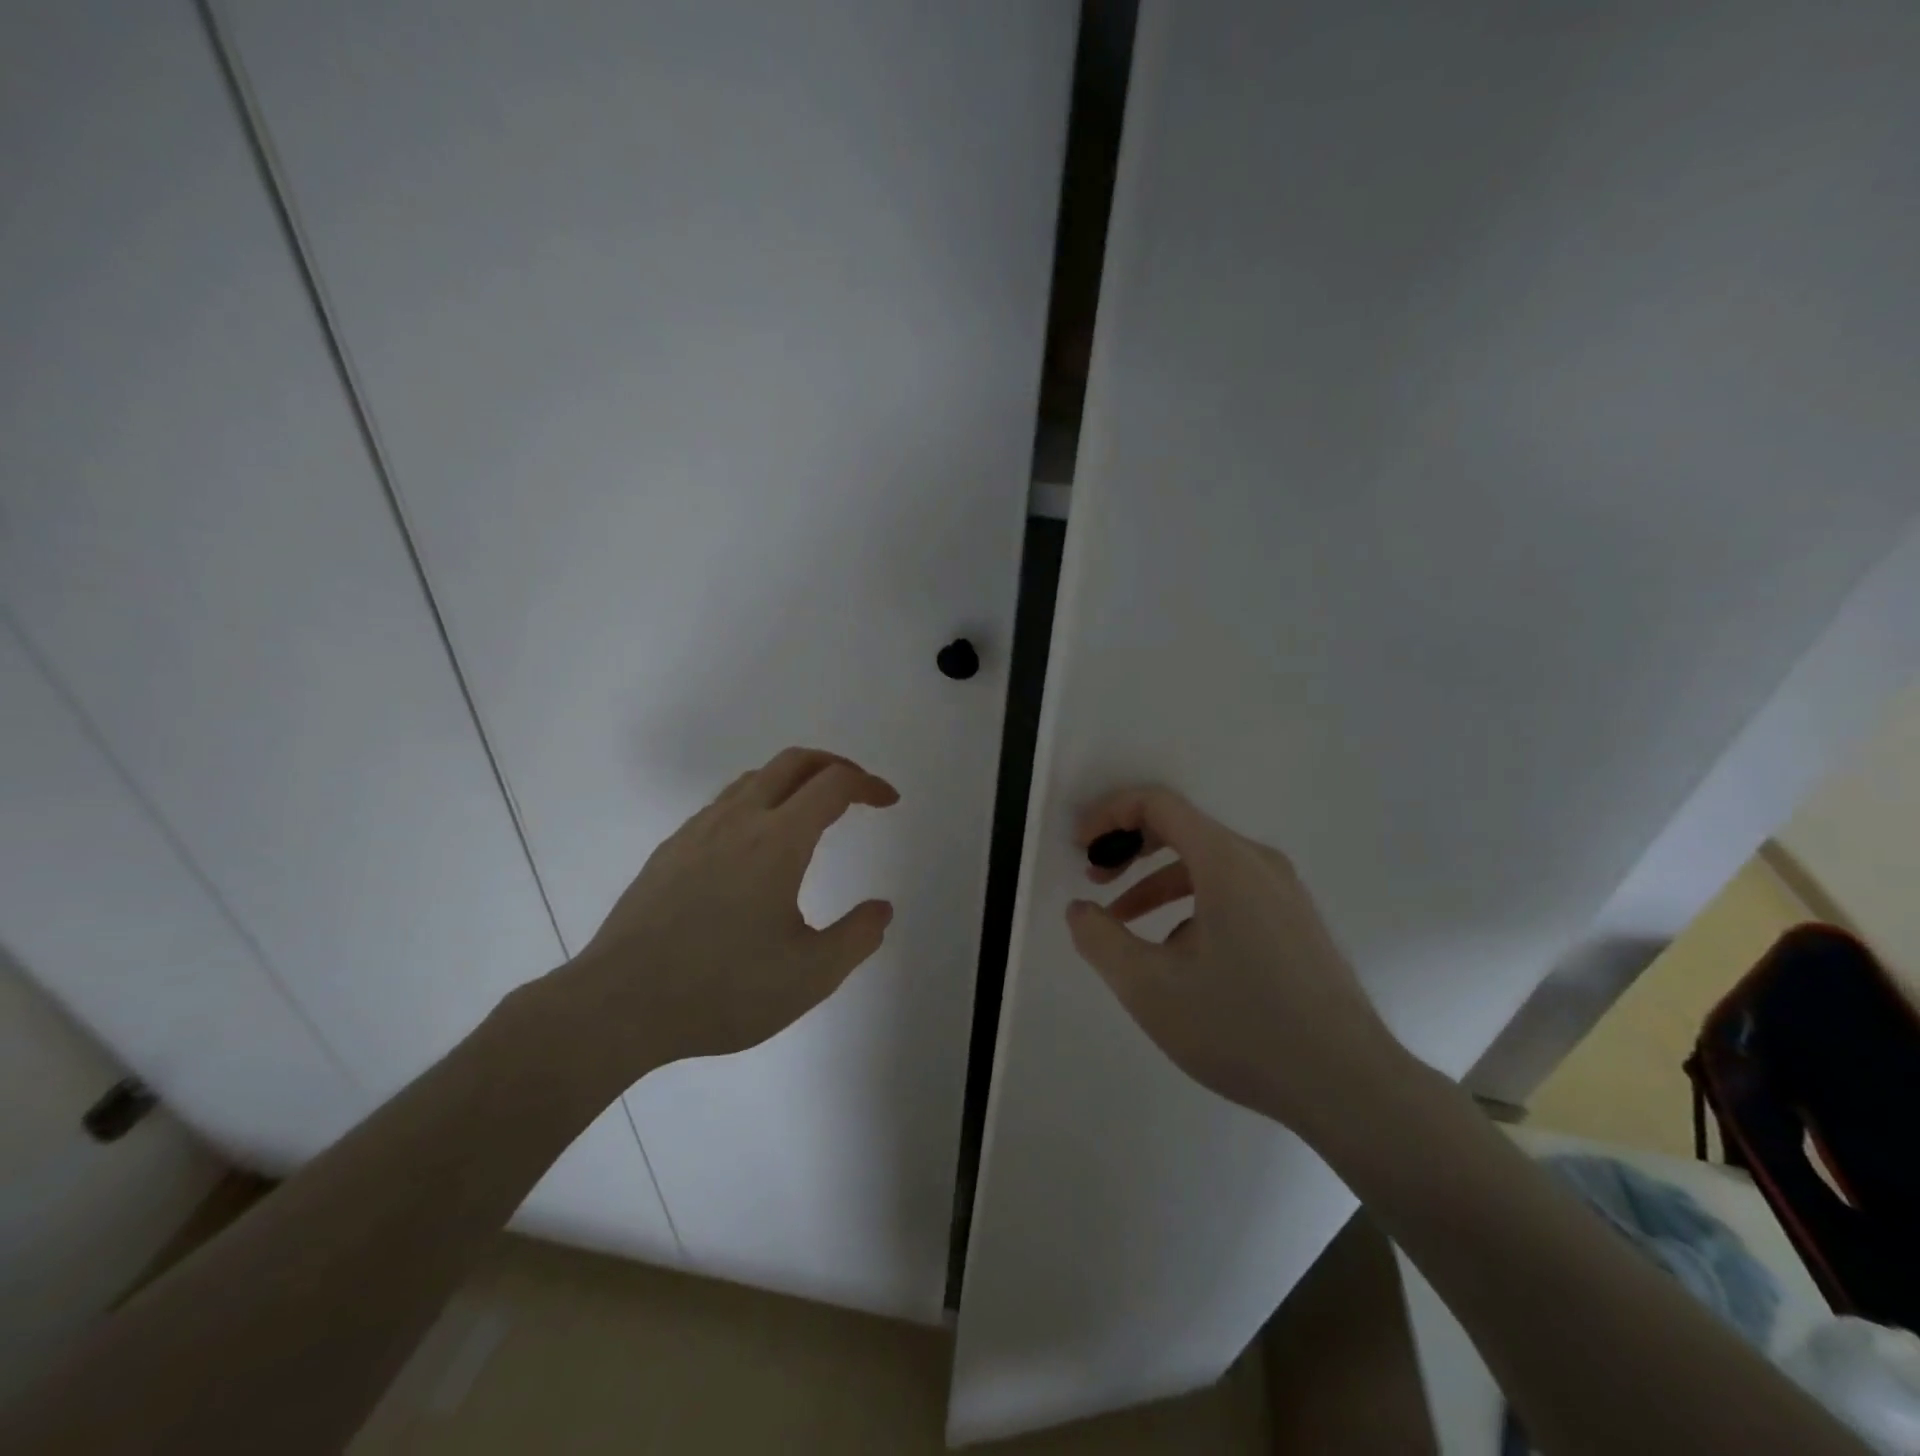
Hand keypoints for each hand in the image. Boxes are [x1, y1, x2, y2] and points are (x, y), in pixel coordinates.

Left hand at [551, 747, 898, 1082]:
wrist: (617, 1005)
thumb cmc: (722, 990)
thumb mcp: (810, 977)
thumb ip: (857, 937)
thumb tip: (881, 909)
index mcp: (779, 841)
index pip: (833, 784)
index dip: (868, 784)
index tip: (888, 801)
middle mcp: (738, 820)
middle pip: (794, 762)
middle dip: (834, 765)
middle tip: (857, 791)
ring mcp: (698, 831)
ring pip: (754, 778)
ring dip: (793, 781)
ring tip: (811, 813)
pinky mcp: (670, 850)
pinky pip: (724, 804)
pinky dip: (757, 801)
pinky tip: (754, 847)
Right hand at [1065, 786, 1399, 1131]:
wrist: (1349, 1086)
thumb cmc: (1241, 1027)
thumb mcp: (1149, 987)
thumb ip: (1099, 939)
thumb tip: (1080, 909)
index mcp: (1226, 862)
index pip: (1158, 803)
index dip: (1109, 814)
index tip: (1081, 848)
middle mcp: (1259, 863)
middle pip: (1182, 827)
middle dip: (1129, 847)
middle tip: (1095, 879)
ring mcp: (1285, 892)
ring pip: (1206, 863)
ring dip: (1156, 881)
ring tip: (1123, 921)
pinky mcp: (1296, 922)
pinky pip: (1232, 890)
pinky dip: (1190, 901)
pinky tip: (1177, 954)